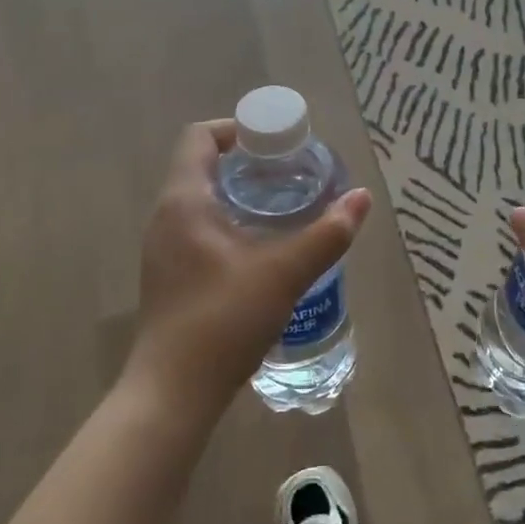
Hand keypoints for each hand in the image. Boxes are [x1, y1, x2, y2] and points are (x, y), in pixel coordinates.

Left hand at [126, 120, 371, 423]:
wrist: (172, 393)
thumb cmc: (223, 321)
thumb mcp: (284, 274)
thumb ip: (326, 234)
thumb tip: (361, 198)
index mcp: (184, 202)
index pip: (199, 137)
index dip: (236, 130)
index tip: (275, 144)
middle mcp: (166, 217)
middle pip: (201, 166)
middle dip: (246, 163)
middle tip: (290, 174)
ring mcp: (163, 249)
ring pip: (200, 200)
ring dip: (238, 194)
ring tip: (282, 207)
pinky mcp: (169, 275)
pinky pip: (197, 228)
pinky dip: (228, 221)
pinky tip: (261, 248)